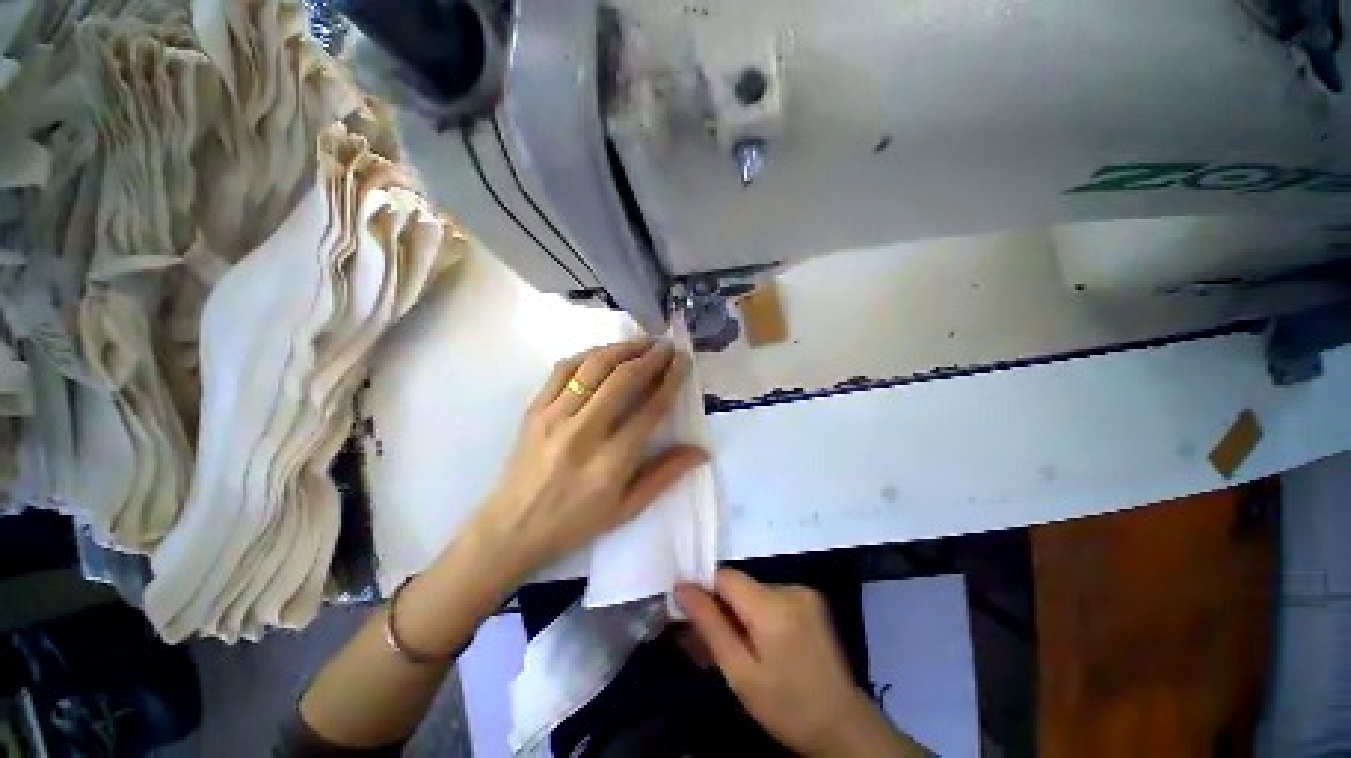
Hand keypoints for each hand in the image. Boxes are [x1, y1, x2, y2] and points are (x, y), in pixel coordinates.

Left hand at [472, 339, 707, 577]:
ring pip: (593, 367)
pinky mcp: (534, 410)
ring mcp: (555, 417)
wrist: (512, 529)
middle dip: (650, 356)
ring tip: (641, 342)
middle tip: (666, 345)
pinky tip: (603, 352)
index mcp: (612, 461)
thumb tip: (701, 451)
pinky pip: (563, 370)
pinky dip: (587, 355)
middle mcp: (584, 432)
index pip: (650, 408)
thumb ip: (665, 475)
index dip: (671, 379)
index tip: (682, 360)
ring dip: (621, 349)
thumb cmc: (575, 523)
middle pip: (623, 379)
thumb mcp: (627, 508)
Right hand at [677, 569, 920, 756]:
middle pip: (740, 583)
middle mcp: (790, 588)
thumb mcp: (740, 674)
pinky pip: (773, 595)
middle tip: (717, 640)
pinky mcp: (812, 598)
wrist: (843, 724)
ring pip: (755, 589)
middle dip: (724, 605)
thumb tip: (682, 588)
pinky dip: (761, 611)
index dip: (704, 588)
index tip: (691, 611)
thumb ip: (710, 625)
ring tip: (744, 645)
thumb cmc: (786, 707)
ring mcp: (804, 591)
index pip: (725, 576)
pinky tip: (766, 640)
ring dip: (742, 609)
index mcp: (772, 607)